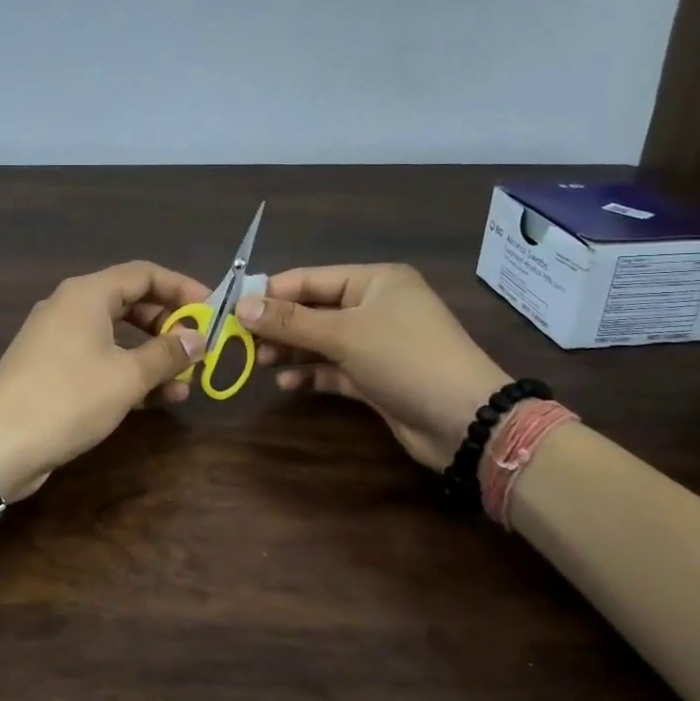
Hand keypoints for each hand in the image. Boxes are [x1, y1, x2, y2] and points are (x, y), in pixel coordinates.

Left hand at [0, 262, 209, 500]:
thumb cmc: (69, 398)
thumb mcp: (128, 376)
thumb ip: (167, 353)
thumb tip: (199, 337)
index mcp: (88, 294)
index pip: (144, 274)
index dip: (182, 287)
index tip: (212, 310)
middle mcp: (72, 307)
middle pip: (132, 303)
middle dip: (169, 326)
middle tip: (199, 349)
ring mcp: (59, 339)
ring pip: (117, 336)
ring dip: (152, 356)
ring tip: (186, 384)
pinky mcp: (52, 369)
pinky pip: (100, 359)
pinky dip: (128, 372)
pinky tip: (155, 399)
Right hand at [236, 264, 509, 470]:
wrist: (466, 421)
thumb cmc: (405, 358)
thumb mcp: (344, 334)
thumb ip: (291, 321)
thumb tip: (241, 305)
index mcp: (375, 281)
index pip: (310, 279)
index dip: (271, 292)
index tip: (233, 307)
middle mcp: (376, 307)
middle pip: (314, 311)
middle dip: (280, 326)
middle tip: (242, 341)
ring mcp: (378, 344)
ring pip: (322, 341)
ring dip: (292, 351)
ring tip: (259, 362)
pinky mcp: (377, 378)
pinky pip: (335, 369)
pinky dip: (312, 374)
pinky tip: (287, 383)